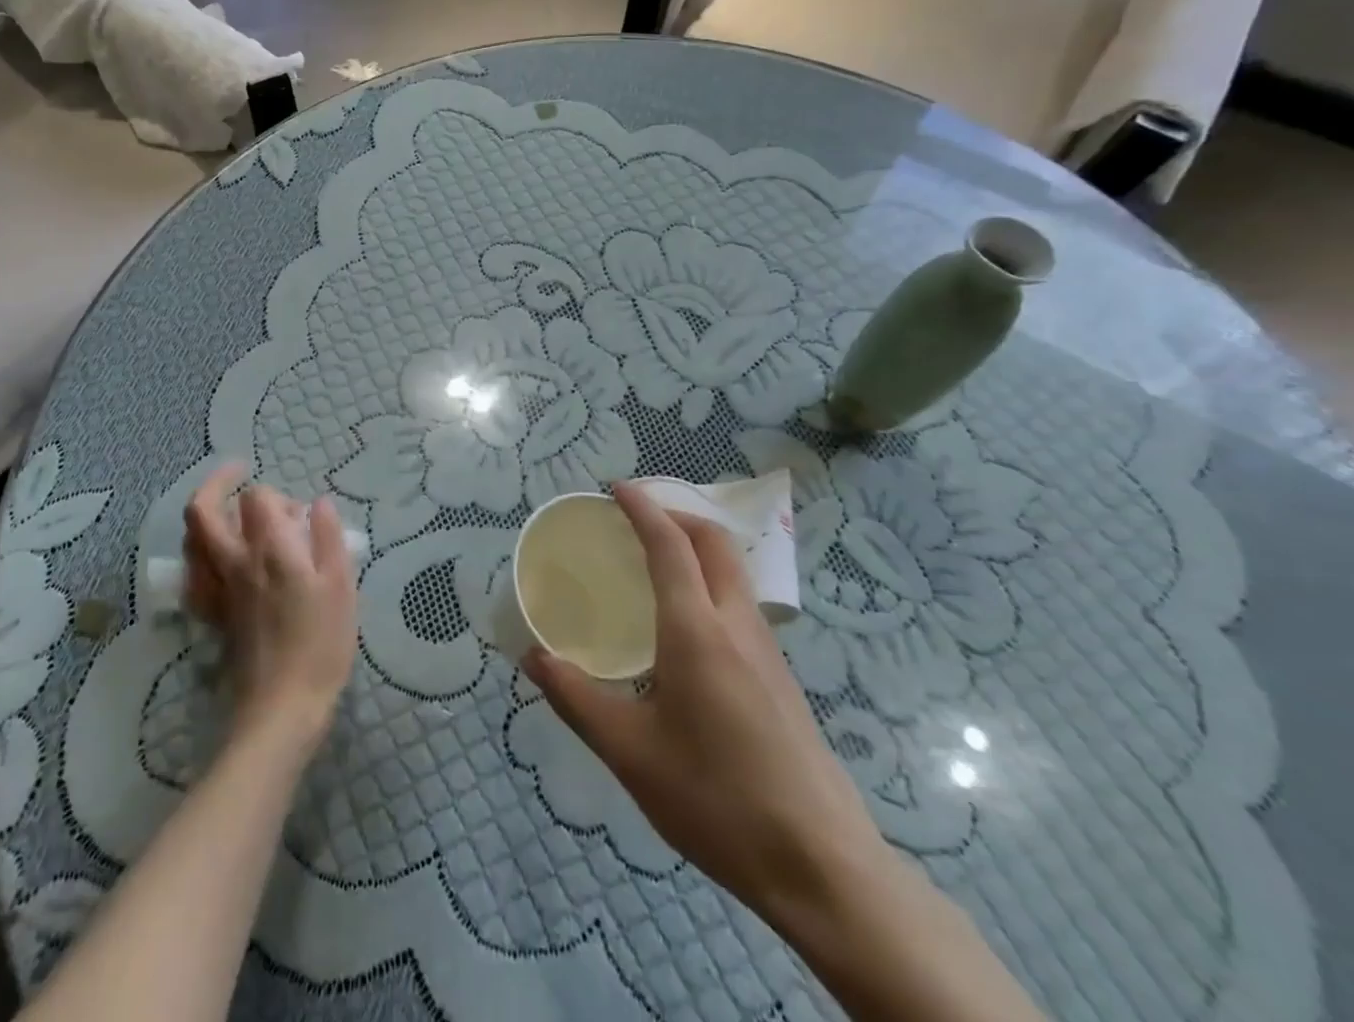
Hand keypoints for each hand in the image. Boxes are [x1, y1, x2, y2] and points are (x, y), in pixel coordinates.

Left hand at [183, 465, 357, 750]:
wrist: (282, 708)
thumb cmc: (321, 644)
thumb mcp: (342, 586)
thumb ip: (329, 537)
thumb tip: (319, 503)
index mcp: (270, 550)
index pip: (257, 497)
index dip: (276, 495)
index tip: (299, 515)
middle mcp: (235, 562)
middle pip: (202, 511)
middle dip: (216, 483)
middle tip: (237, 472)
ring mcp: (217, 590)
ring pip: (190, 541)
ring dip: (205, 518)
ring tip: (229, 516)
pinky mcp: (212, 615)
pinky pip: (192, 576)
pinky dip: (199, 558)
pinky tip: (217, 562)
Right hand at [524, 482, 889, 931]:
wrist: (820, 865)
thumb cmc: (716, 799)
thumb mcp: (630, 752)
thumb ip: (576, 698)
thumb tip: (533, 658)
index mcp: (696, 629)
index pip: (669, 543)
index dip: (642, 507)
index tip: (615, 489)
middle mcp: (737, 624)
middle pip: (714, 542)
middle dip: (676, 515)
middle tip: (636, 519)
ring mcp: (767, 650)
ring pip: (734, 571)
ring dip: (697, 547)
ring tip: (657, 563)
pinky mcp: (781, 678)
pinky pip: (742, 603)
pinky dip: (711, 581)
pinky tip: (688, 626)